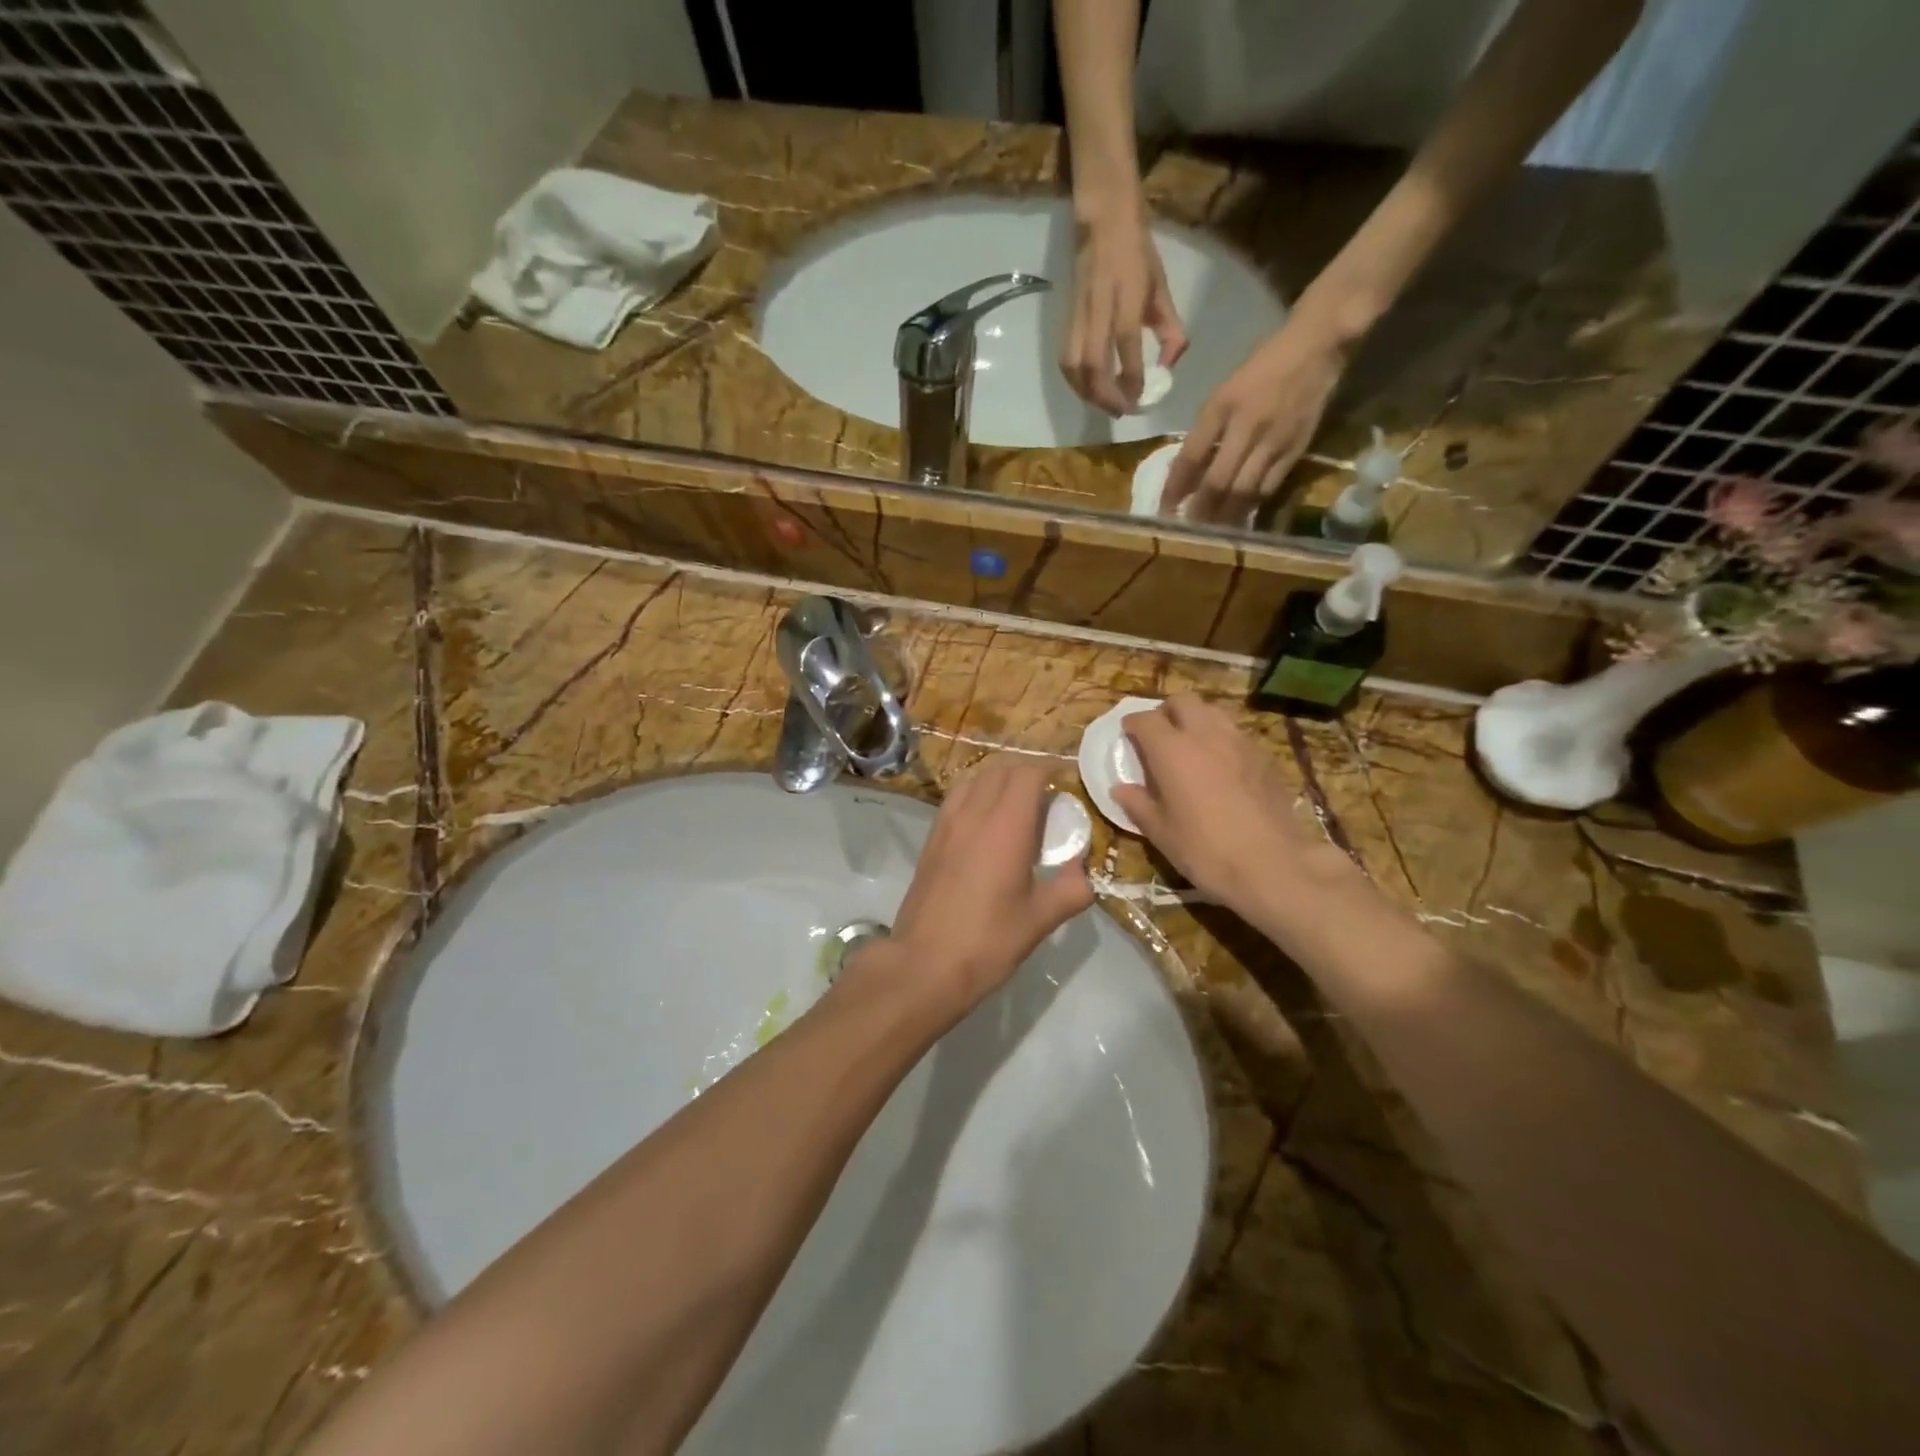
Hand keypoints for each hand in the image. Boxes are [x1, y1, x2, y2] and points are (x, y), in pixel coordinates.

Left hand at [868, 759, 1093, 1016]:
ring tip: (1016, 806)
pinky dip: (975, 796)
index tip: (1066, 782)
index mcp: (1005, 827)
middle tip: (1047, 796)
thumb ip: (1071, 889)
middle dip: (1026, 772)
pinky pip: (956, 800)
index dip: (1049, 769)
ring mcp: (946, 824)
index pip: (1027, 774)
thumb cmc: (988, 941)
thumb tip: (1084, 873)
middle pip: (1000, 770)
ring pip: (974, 780)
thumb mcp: (1040, 920)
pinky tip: (986, 826)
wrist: (925, 964)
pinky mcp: (930, 839)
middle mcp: (973, 814)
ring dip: (998, 781)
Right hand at [1060, 201, 1188, 415]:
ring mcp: (1079, 315)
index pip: (1125, 343)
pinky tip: (1089, 391)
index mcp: (1126, 294)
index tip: (1140, 399)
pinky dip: (1077, 382)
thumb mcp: (1161, 287)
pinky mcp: (1067, 321)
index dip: (1131, 376)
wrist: (1103, 221)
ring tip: (1104, 405)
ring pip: (1074, 366)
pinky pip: (1067, 360)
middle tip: (1121, 411)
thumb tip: (1169, 366)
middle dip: (1106, 395)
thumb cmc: (1138, 254)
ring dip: (1088, 393)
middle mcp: (1098, 307)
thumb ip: (1169, 328)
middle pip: (1093, 363)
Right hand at [1111, 696, 1358, 914]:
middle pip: (1183, 701)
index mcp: (1171, 750)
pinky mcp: (1265, 756)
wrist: (1272, 865)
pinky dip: (1221, 739)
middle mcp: (1205, 735)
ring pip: (1213, 712)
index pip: (1145, 719)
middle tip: (1159, 735)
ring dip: (1196, 720)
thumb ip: (1138, 804)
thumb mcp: (1160, 833)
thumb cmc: (1205, 850)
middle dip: (1167, 712)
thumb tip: (1121, 789)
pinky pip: (1236, 734)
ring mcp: (1240, 742)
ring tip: (1190, 747)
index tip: (1127, 734)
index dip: (1133, 724)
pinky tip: (1221, 766)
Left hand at [1162, 321, 1346, 525]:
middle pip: (1218, 480)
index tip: (1163, 508)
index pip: (1191, 456)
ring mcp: (1274, 441)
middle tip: (1185, 532)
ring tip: (1210, 534)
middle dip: (1199, 510)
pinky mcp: (1296, 450)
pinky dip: (1251, 506)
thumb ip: (1206, 430)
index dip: (1175, 486)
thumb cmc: (1262, 367)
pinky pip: (1269, 487)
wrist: (1316, 346)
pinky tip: (1240, 519)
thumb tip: (1186, 471)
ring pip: (1244, 491)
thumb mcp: (1223, 391)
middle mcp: (1247, 426)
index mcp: (1223, 406)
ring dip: (1225, 516)